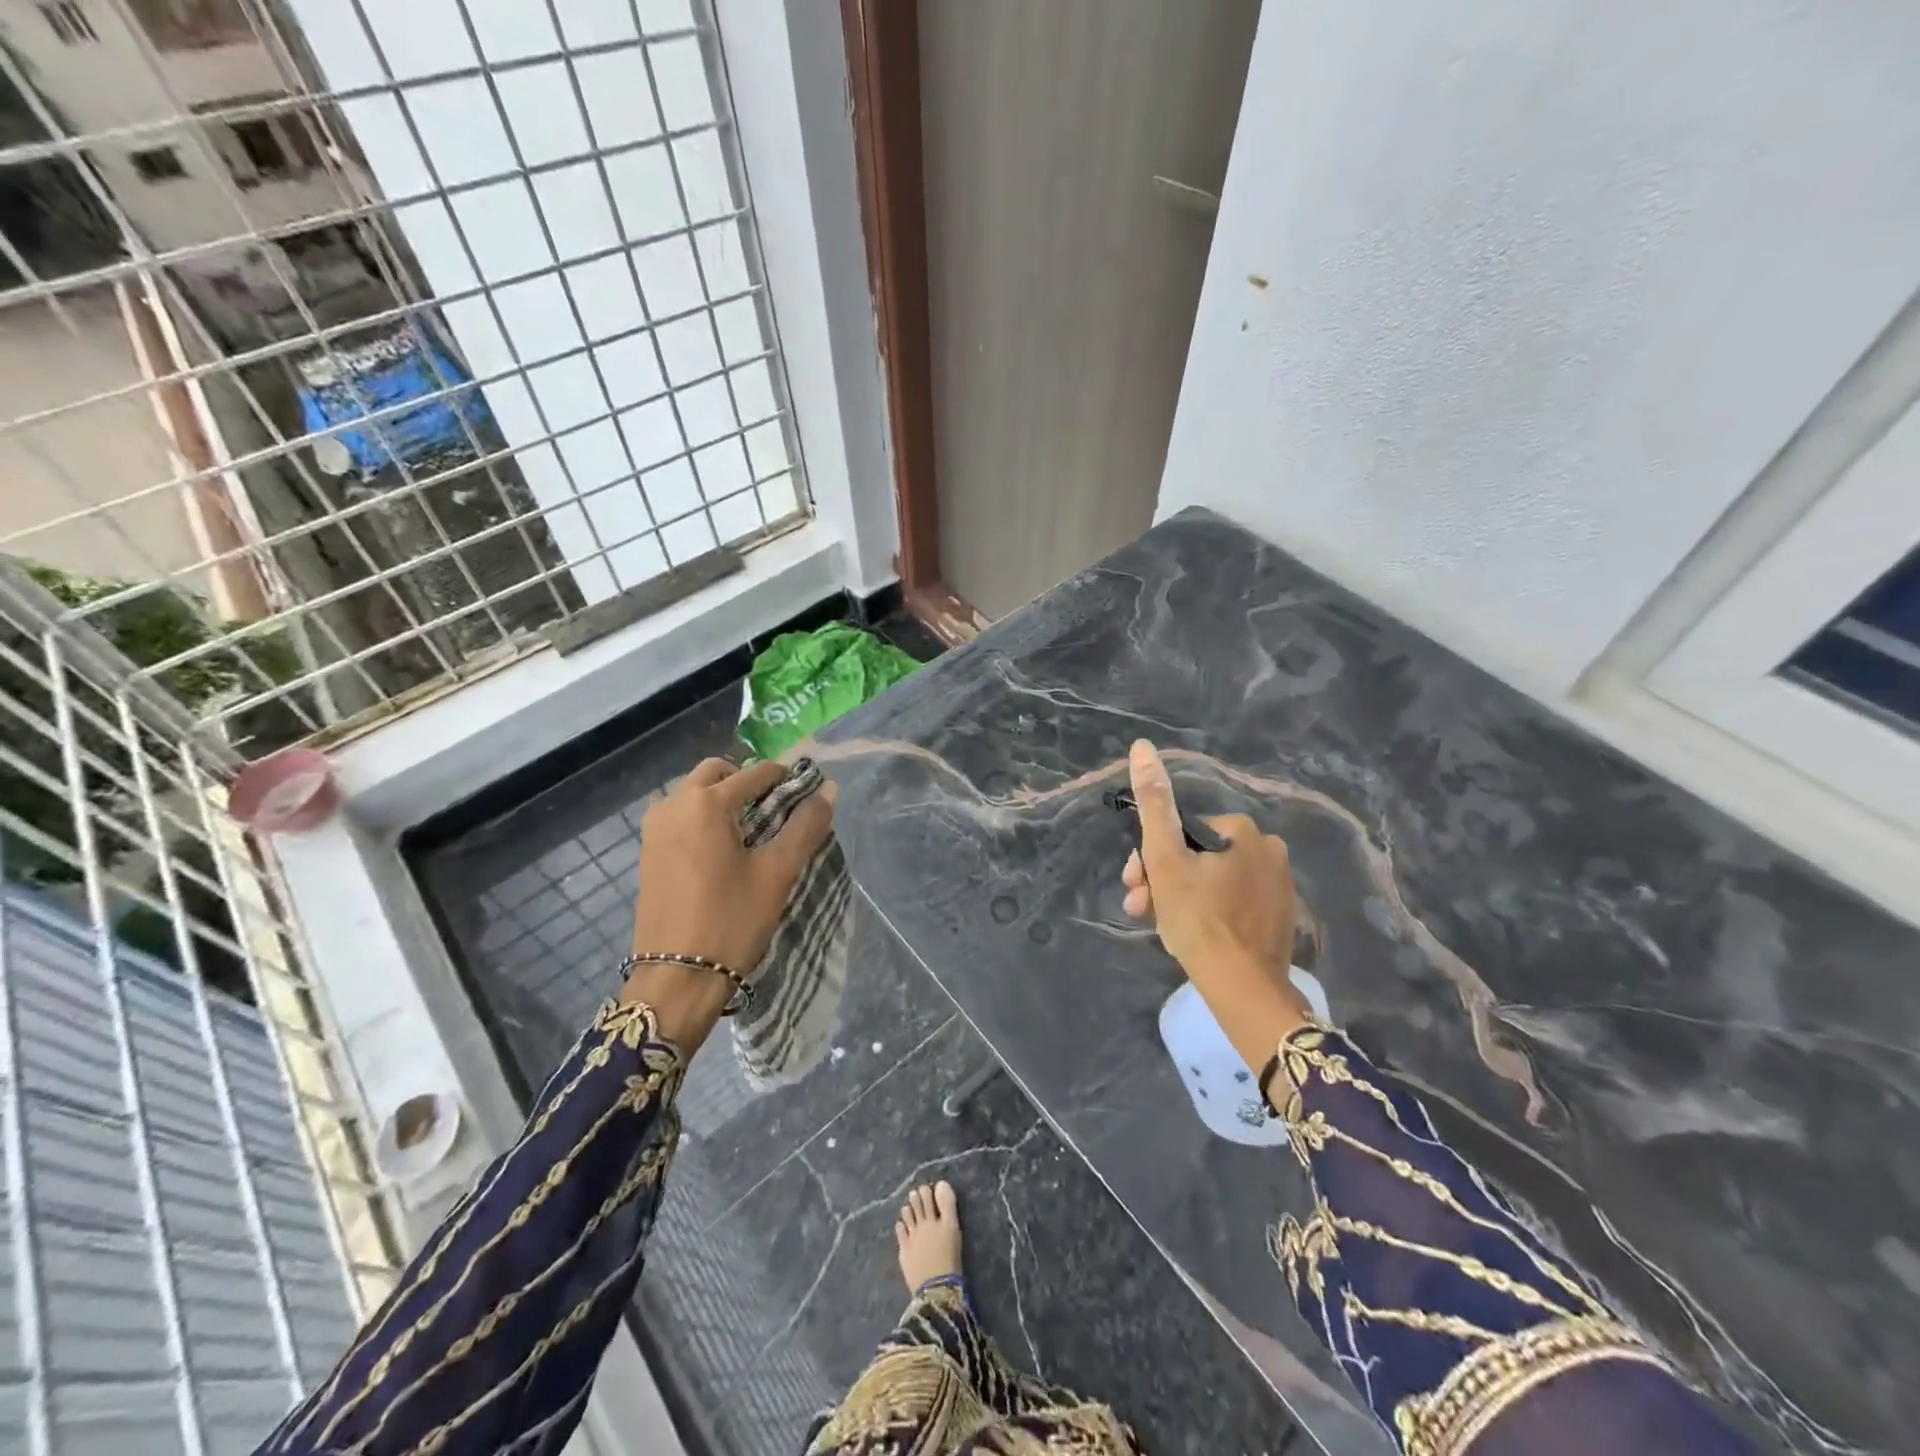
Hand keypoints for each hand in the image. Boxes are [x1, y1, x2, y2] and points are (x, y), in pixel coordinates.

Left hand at [630, 757, 834, 975]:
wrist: (677, 979)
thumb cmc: (732, 921)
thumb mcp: (778, 872)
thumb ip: (806, 825)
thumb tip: (829, 788)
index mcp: (706, 803)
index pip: (757, 773)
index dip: (787, 780)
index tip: (808, 799)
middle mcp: (674, 804)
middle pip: (718, 772)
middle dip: (749, 783)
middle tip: (776, 813)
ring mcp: (655, 828)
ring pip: (695, 793)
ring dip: (724, 799)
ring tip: (752, 835)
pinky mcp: (648, 851)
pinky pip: (680, 816)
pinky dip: (704, 819)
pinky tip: (724, 852)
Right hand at [1120, 740, 1297, 987]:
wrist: (1243, 989)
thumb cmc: (1198, 919)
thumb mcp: (1164, 858)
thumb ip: (1153, 802)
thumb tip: (1142, 746)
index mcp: (1243, 830)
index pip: (1180, 832)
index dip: (1149, 857)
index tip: (1134, 886)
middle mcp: (1269, 849)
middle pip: (1197, 857)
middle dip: (1162, 879)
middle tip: (1141, 908)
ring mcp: (1280, 885)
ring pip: (1212, 881)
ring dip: (1179, 897)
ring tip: (1160, 926)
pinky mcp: (1281, 916)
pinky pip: (1234, 902)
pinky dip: (1209, 912)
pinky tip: (1193, 934)